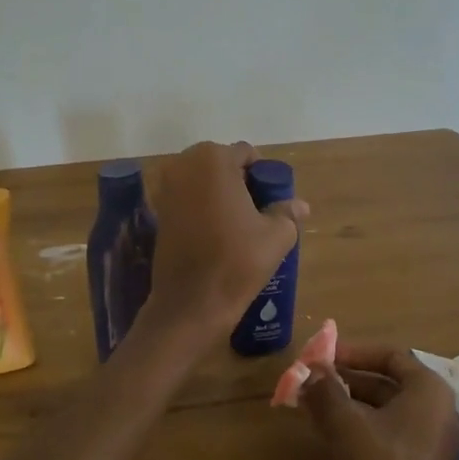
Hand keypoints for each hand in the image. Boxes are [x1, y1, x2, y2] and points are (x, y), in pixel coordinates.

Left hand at [144, 141, 306, 336]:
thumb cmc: (237, 261)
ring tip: (237, 227)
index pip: (246, 155)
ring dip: (220, 196)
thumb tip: (300, 205)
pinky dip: (202, 209)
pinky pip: (188, 199)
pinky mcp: (158, 211)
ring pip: (203, 182)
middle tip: (255, 214)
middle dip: (239, 183)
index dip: (262, 176)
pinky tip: (215, 235)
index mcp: (214, 159)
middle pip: (222, 165)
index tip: (270, 202)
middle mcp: (184, 164)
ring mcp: (166, 188)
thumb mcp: (276, 235)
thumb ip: (288, 212)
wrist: (190, 304)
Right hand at [301, 344, 458, 459]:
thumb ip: (325, 390)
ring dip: (350, 405)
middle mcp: (438, 411)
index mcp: (429, 389)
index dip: (354, 352)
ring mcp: (432, 443)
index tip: (324, 357)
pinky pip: (389, 436)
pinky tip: (331, 435)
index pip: (391, 355)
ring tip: (314, 405)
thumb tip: (309, 371)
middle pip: (388, 383)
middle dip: (347, 380)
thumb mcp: (344, 421)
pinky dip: (361, 429)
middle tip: (313, 381)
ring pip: (386, 412)